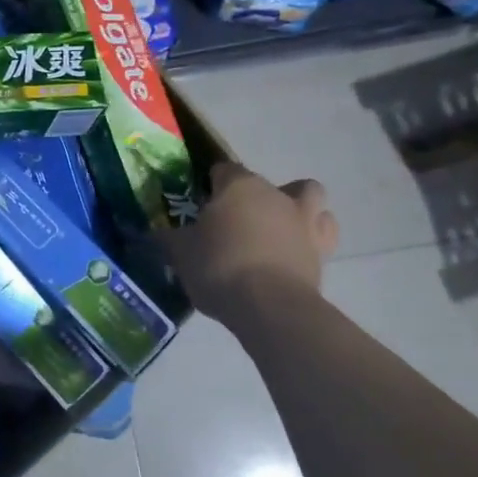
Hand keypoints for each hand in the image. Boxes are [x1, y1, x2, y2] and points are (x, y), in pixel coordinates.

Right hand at [160, 162, 338, 326]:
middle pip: (266, 183)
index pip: (222, 170)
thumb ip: (169, 238)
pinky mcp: (323, 251)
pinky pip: (322, 233)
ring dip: (298, 206)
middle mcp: (275, 194)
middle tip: (236, 222)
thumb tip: (155, 232)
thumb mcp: (180, 253)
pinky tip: (295, 253)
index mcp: (239, 185)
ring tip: (278, 229)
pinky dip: (312, 238)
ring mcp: (304, 221)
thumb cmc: (219, 267)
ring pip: (310, 198)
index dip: (211, 185)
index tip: (200, 206)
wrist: (269, 306)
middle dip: (253, 197)